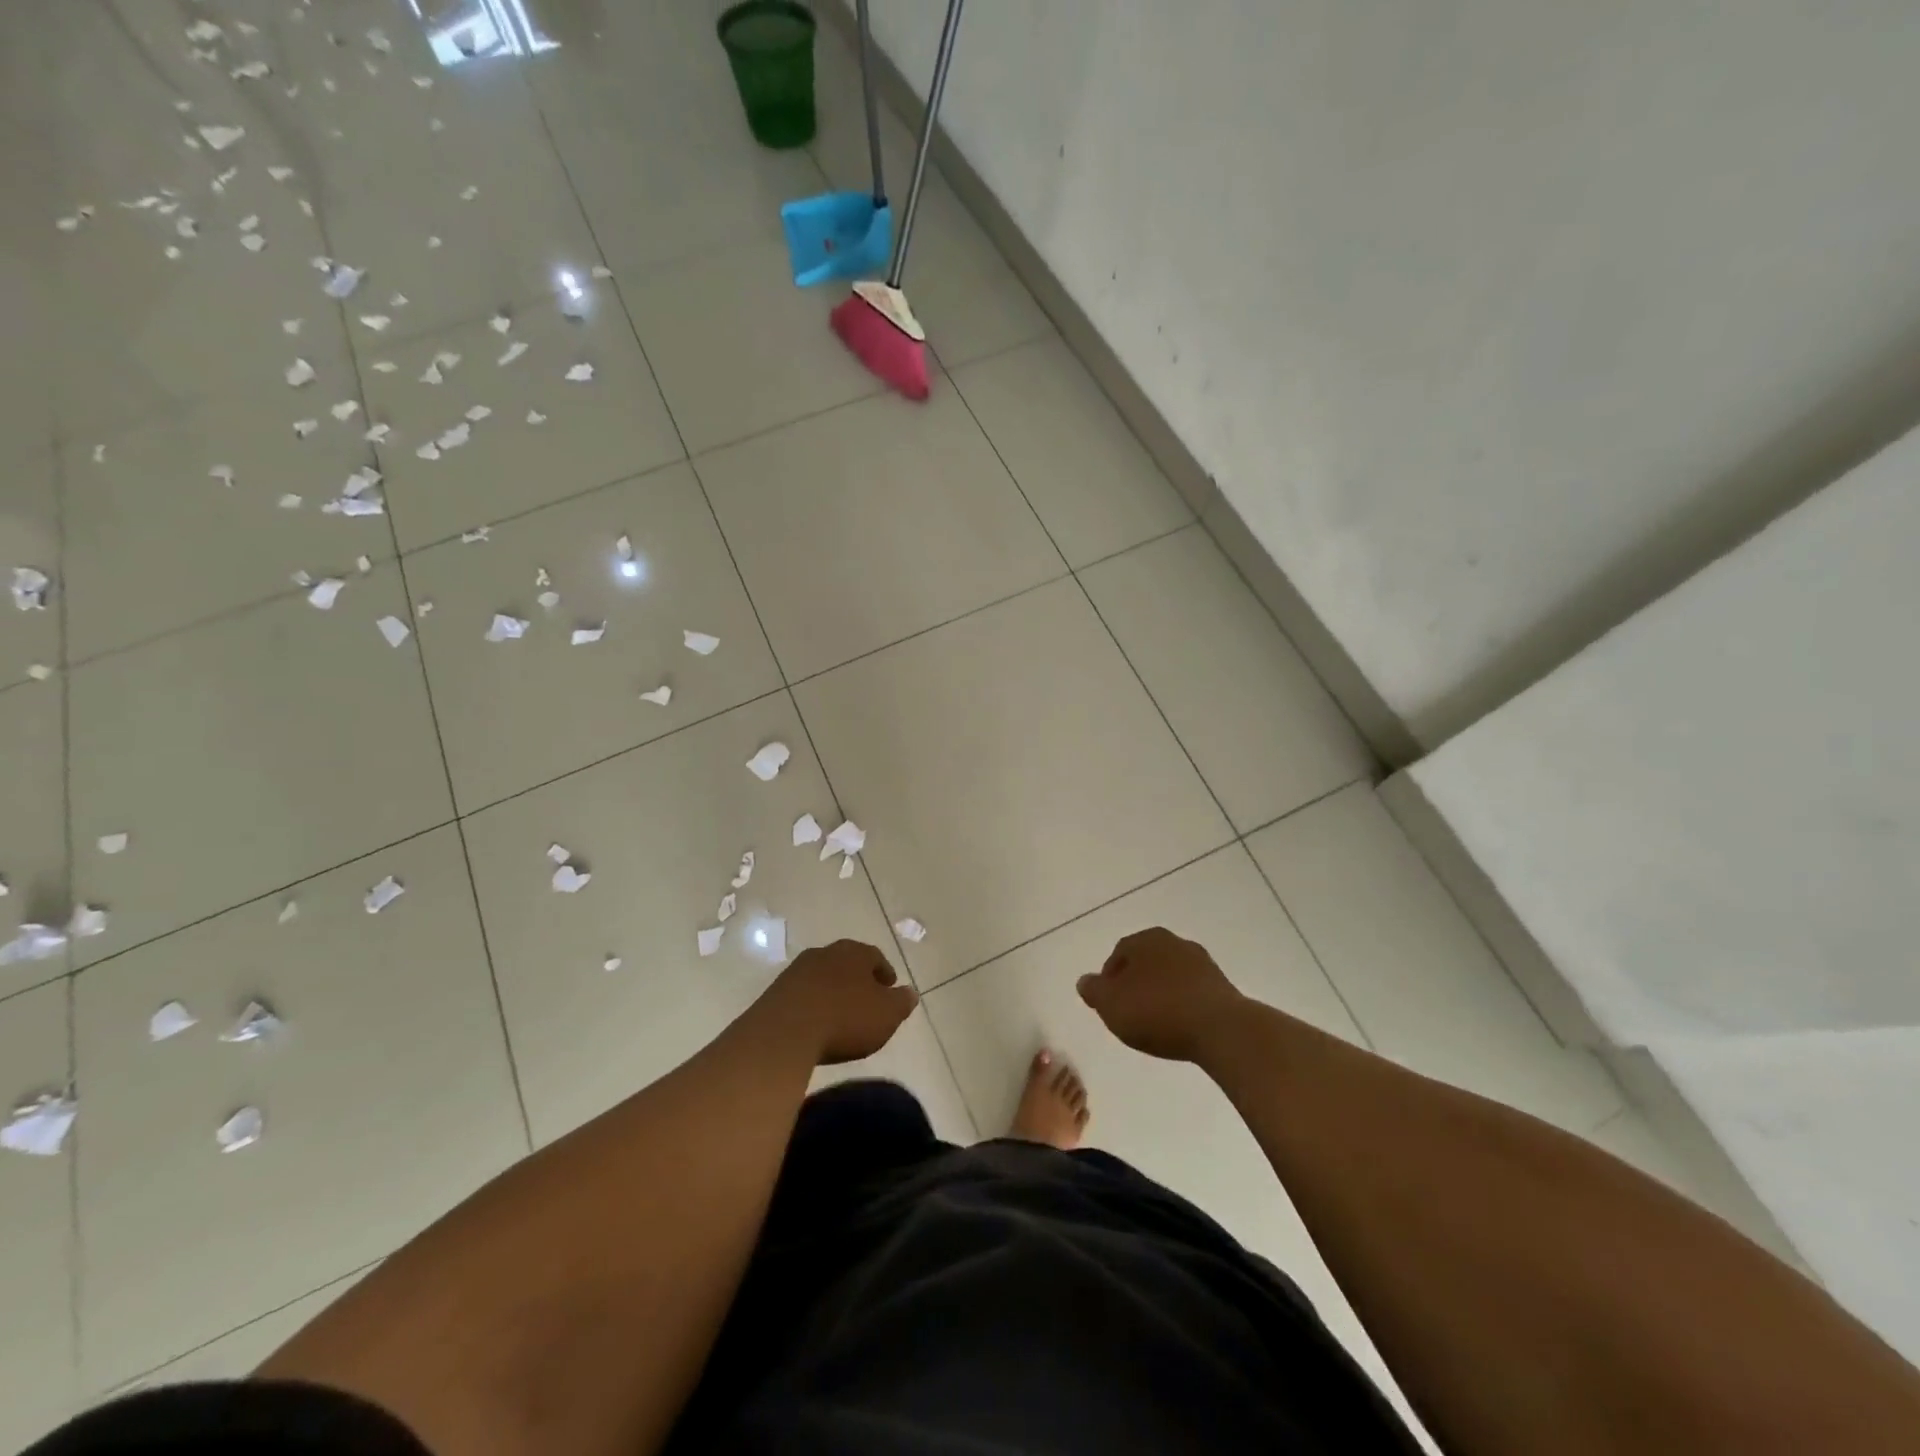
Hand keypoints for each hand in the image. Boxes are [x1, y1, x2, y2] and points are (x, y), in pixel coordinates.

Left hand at [755, 939, 918, 1065]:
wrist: (784, 1033)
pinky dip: (813, 1005)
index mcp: (854, 952)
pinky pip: (803, 995)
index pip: (875, 957)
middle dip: (858, 980)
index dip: (884, 973)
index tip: (890, 988)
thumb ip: (902, 1002)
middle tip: (866, 1001)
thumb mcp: (886, 1015)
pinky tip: (816, 1024)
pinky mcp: (776, 991)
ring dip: (833, 992)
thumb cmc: (845, 1019)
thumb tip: (911, 992)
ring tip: (840, 1015)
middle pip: (847, 963)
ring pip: (823, 977)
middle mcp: (825, 952)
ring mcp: (797, 970)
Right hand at [1078, 927, 1245, 1062]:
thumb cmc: (1158, 1012)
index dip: (1109, 978)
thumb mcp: (1111, 1005)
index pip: (1120, 953)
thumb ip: (1094, 991)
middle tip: (1129, 1011)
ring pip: (1170, 976)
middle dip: (1136, 983)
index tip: (1108, 1003)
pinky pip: (1192, 992)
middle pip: (1146, 962)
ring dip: (1161, 993)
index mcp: (1146, 939)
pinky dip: (1182, 1004)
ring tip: (1155, 1023)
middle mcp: (1174, 942)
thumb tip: (1085, 981)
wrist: (1221, 1029)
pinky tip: (1180, 1026)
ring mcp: (1202, 963)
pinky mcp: (1223, 986)